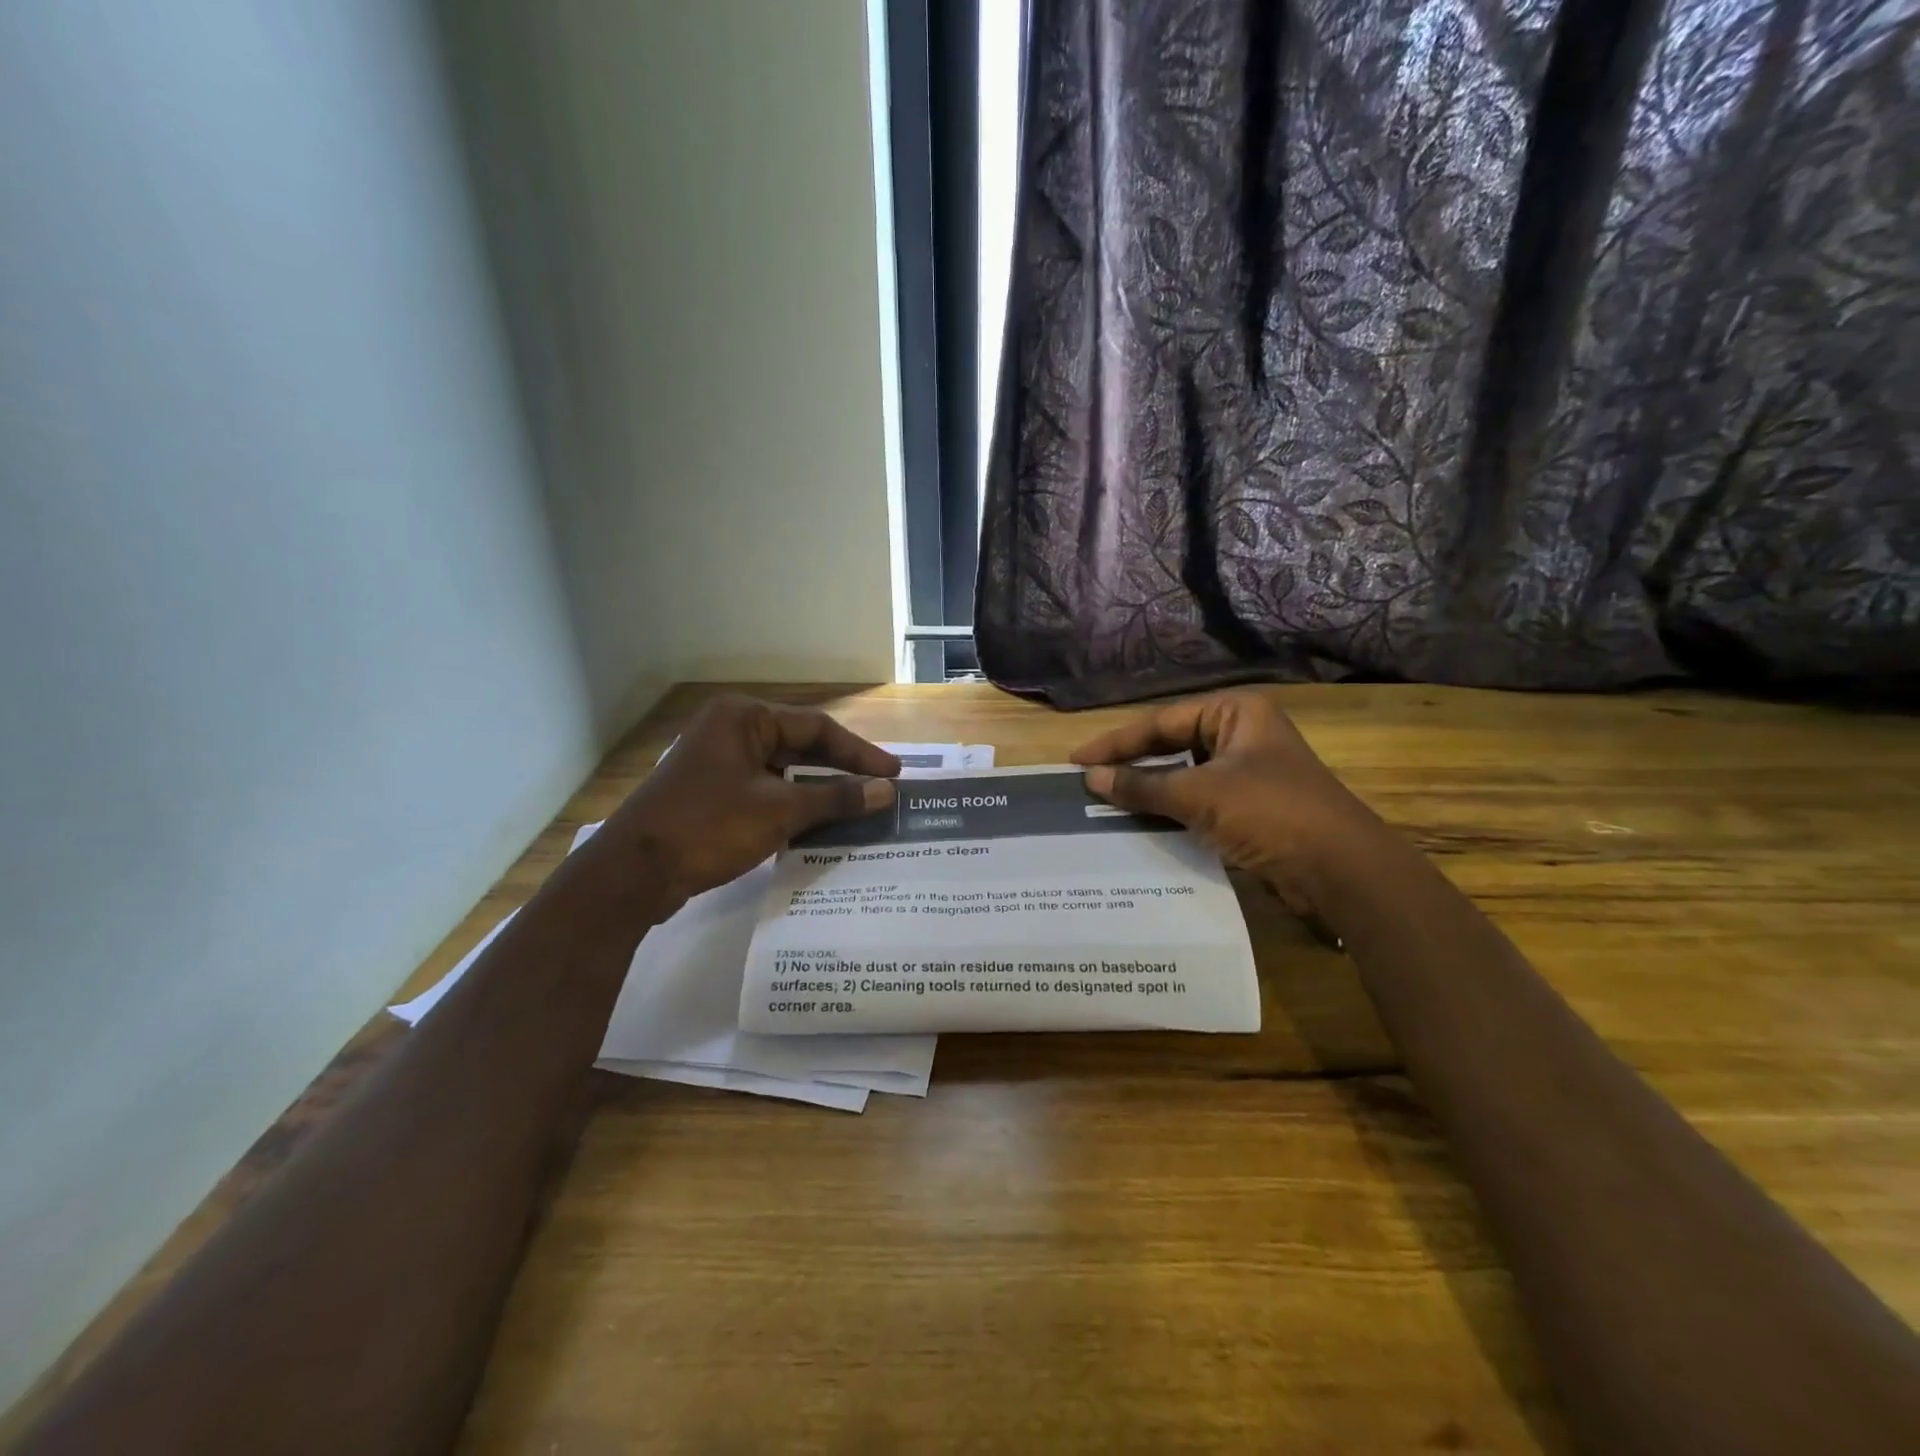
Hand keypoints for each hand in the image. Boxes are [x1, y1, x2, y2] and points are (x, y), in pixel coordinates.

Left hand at [594, 695, 898, 904]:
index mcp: (743, 718)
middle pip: (800, 746)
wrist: (632, 874)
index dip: (859, 752)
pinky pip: (765, 791)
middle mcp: (730, 731)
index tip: (893, 774)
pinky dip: (793, 806)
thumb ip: (836, 798)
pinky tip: (818, 826)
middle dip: (840, 771)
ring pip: (783, 771)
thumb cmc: (708, 827)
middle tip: (881, 790)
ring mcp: (718, 763)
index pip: (817, 727)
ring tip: (858, 809)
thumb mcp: (779, 811)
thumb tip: (886, 791)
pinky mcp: (712, 794)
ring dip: (818, 791)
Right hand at [1071, 689, 1379, 917]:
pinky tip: (1140, 826)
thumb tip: (1091, 779)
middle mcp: (1241, 735)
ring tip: (1104, 805)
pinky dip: (1170, 813)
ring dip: (1148, 792)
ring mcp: (1248, 773)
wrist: (1341, 871)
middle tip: (1087, 782)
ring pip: (1184, 776)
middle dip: (1131, 766)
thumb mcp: (1199, 795)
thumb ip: (1142, 785)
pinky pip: (1198, 803)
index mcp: (1235, 713)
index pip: (1161, 722)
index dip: (1116, 743)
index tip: (1077, 761)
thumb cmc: (1270, 813)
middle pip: (1172, 746)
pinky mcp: (1251, 809)